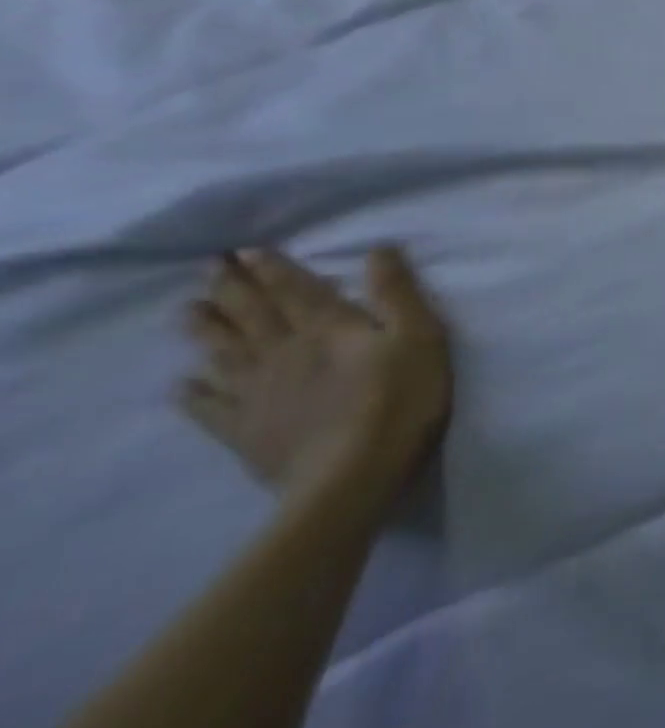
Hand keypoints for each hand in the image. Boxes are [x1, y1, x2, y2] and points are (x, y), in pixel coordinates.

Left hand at [179, 247, 452, 505]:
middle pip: (254, 316)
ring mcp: (259, 395)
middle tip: (207, 266)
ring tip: (186, 310)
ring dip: (206, 329)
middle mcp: (285, 353)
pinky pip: (212, 408)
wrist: (352, 478)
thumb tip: (379, 249)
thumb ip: (397, 293)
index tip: (245, 250)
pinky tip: (182, 384)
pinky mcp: (247, 433)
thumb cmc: (400, 398)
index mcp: (328, 329)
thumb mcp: (419, 336)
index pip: (296, 291)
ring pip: (226, 353)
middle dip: (232, 289)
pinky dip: (194, 393)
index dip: (273, 269)